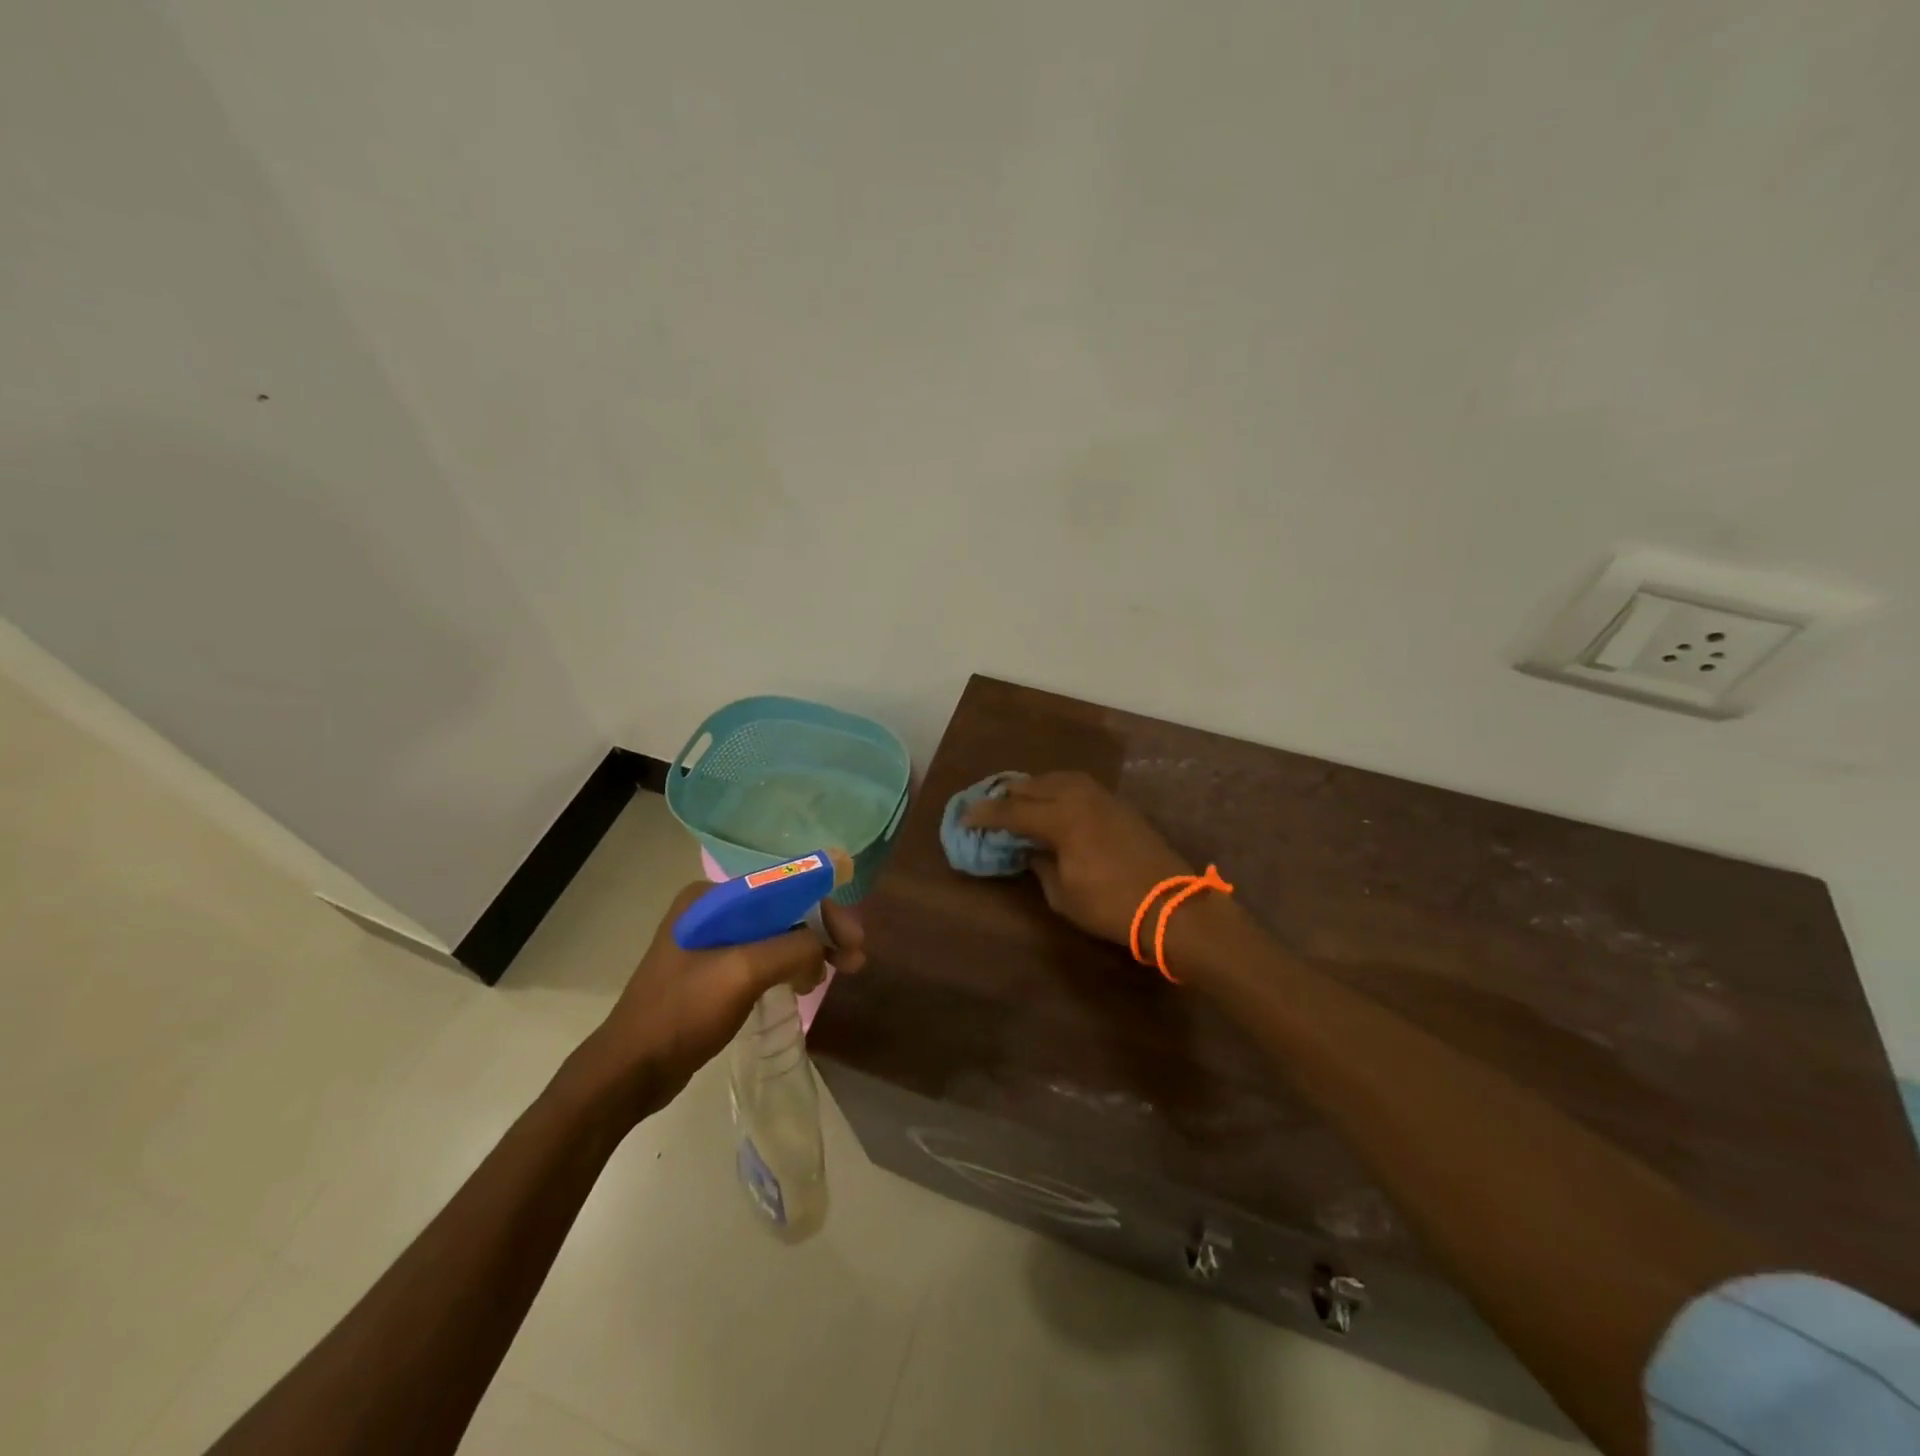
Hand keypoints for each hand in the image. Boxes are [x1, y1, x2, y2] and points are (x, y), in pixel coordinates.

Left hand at [577, 881, 866, 1119]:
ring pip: (774, 936)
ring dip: (808, 951)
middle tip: (854, 959)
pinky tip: (804, 983)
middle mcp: (709, 911)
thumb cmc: (683, 1013)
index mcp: (711, 899)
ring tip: (836, 974)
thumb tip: (823, 946)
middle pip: (781, 911)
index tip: (853, 937)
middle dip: (820, 932)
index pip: (782, 888)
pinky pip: (760, 958)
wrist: (629, 1071)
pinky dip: (787, 967)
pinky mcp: (710, 972)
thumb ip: (792, 948)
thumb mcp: (743, 972)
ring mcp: (708, 942)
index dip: (823, 909)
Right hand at [963, 771, 1191, 946]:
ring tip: (1019, 800)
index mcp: (1060, 818)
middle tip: (989, 808)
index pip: (1011, 810)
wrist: (1172, 905)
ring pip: (1058, 778)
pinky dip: (1058, 789)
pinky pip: (1078, 785)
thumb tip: (1029, 850)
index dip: (984, 814)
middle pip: (1033, 786)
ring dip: (1034, 787)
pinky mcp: (1118, 805)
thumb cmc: (1111, 906)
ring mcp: (1102, 797)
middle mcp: (1078, 797)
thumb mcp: (1063, 894)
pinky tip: (1053, 802)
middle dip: (1006, 795)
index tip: (965, 818)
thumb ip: (1040, 865)